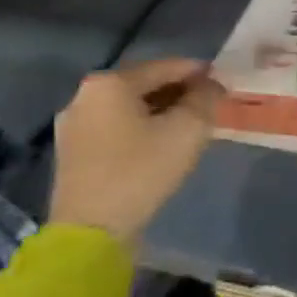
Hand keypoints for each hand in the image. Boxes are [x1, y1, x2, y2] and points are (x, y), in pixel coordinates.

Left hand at [49, 58, 224, 245]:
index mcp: (110, 83)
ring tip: (188, 125)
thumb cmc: (142, 170)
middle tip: (208, 105)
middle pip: (145, 84)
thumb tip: (213, 84)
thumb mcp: (189, 129)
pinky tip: (160, 142)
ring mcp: (74, 125)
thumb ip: (206, 97)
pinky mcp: (72, 151)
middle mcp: (85, 96)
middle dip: (179, 92)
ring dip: (161, 111)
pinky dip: (141, 127)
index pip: (167, 66)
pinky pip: (115, 126)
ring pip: (129, 107)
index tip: (224, 83)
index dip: (200, 72)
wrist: (92, 230)